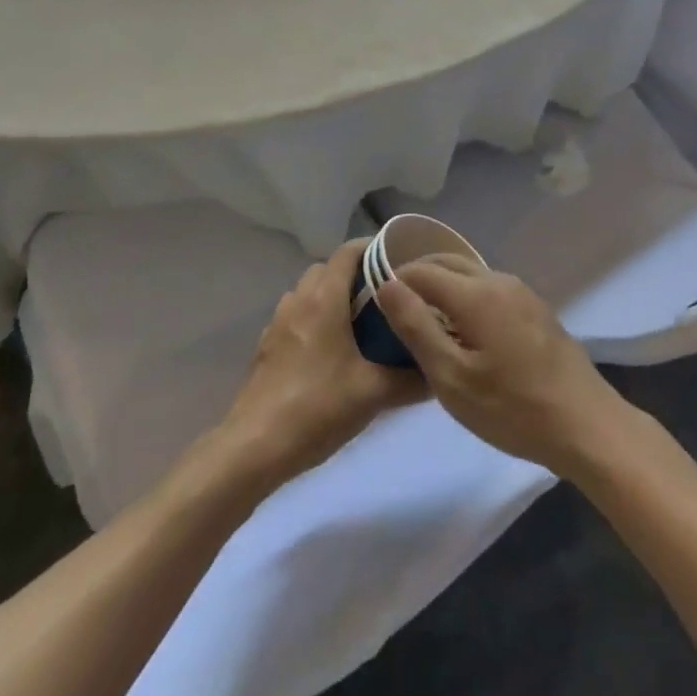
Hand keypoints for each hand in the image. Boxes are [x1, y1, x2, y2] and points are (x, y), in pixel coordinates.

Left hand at [219, 242, 423, 488]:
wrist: (254, 448)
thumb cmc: (317, 408)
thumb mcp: (374, 394)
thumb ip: (412, 379)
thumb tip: (441, 370)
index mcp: (324, 300)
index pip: (348, 252)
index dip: (372, 247)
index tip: (397, 257)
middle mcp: (298, 301)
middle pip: (327, 269)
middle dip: (354, 274)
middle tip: (383, 295)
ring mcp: (277, 324)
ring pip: (307, 292)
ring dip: (330, 296)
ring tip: (358, 323)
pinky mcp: (266, 348)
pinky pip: (294, 317)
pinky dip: (313, 320)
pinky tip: (328, 352)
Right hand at [376, 254, 628, 475]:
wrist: (586, 425)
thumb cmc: (513, 408)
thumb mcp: (452, 378)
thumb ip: (417, 327)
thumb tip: (387, 285)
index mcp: (476, 292)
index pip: (422, 270)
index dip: (394, 281)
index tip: (374, 306)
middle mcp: (499, 281)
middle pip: (448, 263)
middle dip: (417, 277)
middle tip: (395, 311)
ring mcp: (522, 293)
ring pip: (471, 274)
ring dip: (443, 287)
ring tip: (424, 322)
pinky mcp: (536, 309)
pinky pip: (490, 289)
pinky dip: (466, 297)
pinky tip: (463, 331)